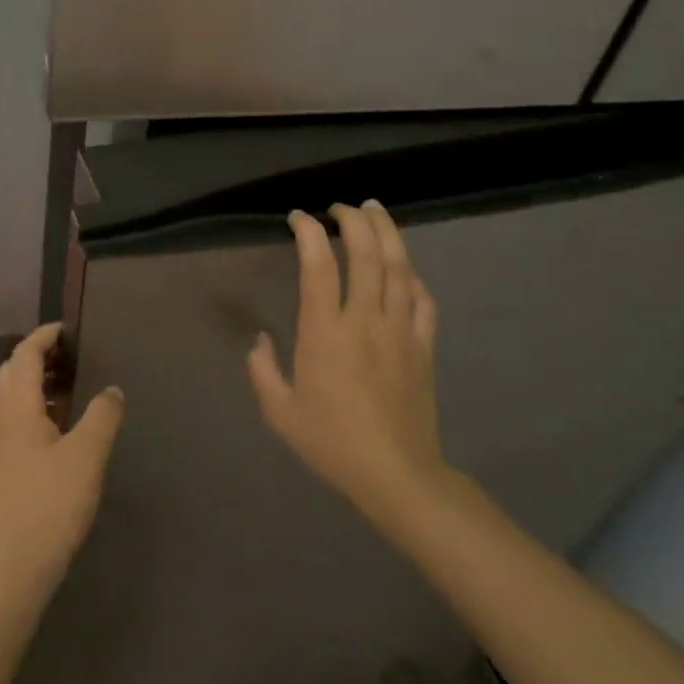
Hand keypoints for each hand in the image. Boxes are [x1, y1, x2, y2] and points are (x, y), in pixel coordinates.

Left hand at [0, 323, 124, 602]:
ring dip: (35, 379)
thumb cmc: (51, 504)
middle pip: (14, 371)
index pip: (25, 355)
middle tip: (71, 354)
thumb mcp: (87, 456)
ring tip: (69, 383)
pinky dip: (34, 403)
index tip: (69, 329)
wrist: (14, 566)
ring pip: (12, 395)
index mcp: (17, 408)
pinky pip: (15, 416)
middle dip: (38, 355)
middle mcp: (1, 418)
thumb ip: (102, 415)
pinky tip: (59, 423)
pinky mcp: (2, 465)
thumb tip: (112, 390)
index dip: (44, 336)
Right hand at [248, 202, 456, 530]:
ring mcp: (400, 330)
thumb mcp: (280, 412)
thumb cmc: (332, 443)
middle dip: (354, 220)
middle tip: (341, 207)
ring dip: (387, 233)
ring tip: (375, 210)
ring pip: (399, 268)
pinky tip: (405, 267)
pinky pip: (423, 300)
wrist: (398, 476)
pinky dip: (413, 275)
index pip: (319, 266)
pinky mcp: (423, 346)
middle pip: (367, 254)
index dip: (309, 233)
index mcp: (326, 333)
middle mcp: (365, 320)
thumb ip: (262, 370)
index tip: (299, 218)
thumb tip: (260, 340)